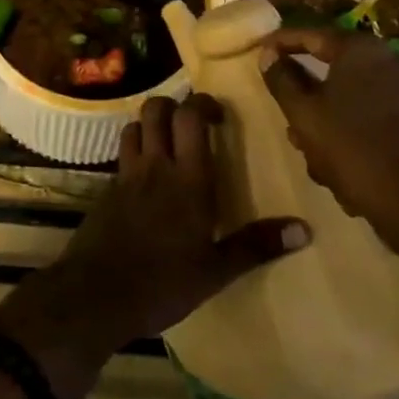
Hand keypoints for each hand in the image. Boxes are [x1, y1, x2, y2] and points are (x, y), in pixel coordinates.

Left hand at [46, 95, 310, 346]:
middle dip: (174, 105)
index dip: (203, 103)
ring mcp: (126, 176)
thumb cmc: (163, 282)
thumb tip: (304, 229)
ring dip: (149, 125)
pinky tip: (144, 179)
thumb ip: (257, 245)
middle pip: (156, 109)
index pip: (190, 116)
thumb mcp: (216, 270)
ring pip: (133, 126)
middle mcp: (155, 166)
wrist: (95, 295)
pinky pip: (121, 157)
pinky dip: (134, 154)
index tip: (218, 115)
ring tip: (166, 143)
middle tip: (192, 123)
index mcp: (187, 177)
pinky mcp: (105, 191)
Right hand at [260, 26, 398, 229]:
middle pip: (330, 69)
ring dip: (324, 122)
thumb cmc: (353, 148)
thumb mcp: (304, 114)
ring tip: (310, 156)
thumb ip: (282, 79)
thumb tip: (268, 55)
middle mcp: (387, 60)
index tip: (258, 51)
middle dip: (305, 97)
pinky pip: (368, 114)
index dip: (280, 42)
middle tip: (286, 117)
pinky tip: (336, 167)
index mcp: (360, 50)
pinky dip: (348, 132)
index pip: (310, 34)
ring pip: (347, 96)